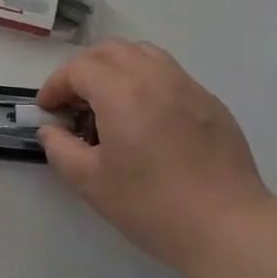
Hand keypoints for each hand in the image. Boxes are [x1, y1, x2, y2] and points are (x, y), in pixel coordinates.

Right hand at [38, 40, 272, 276]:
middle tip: (75, 101)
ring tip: (111, 100)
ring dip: (118, 68)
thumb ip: (61, 149)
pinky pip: (170, 74)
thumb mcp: (92, 184)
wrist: (228, 227)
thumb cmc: (152, 206)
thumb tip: (52, 130)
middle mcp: (154, 76)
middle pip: (110, 50)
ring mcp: (187, 85)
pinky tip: (148, 117)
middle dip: (85, 69)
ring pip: (143, 54)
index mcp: (122, 92)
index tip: (49, 109)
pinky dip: (148, 81)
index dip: (56, 85)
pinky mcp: (210, 101)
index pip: (79, 68)